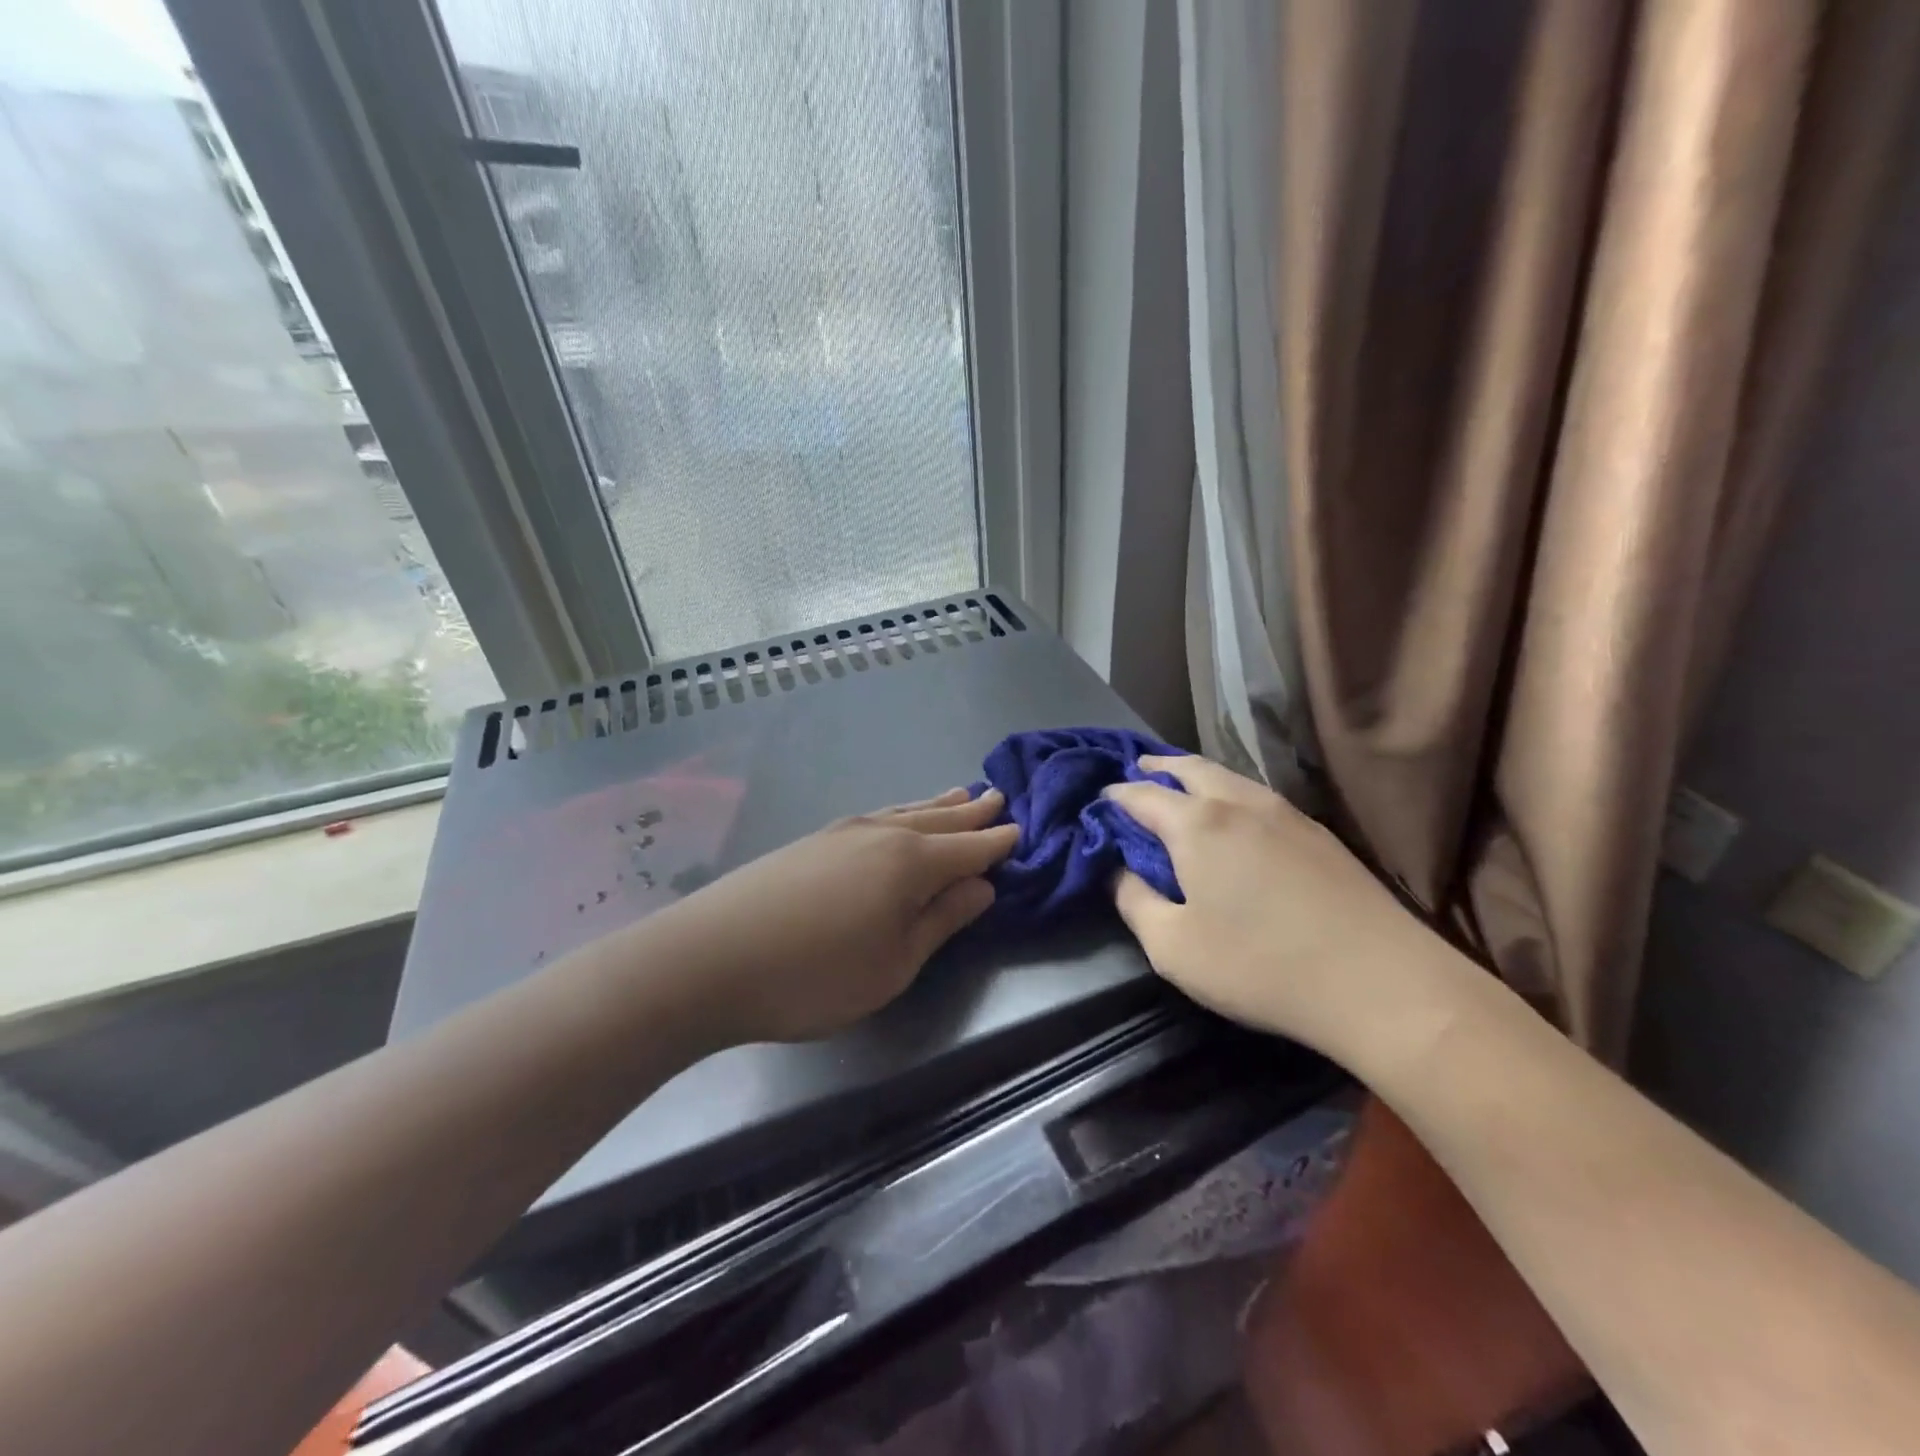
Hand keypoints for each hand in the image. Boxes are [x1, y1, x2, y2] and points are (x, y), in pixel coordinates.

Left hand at [653, 788, 1017, 1044]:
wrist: (709, 959)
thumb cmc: (815, 975)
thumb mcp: (894, 963)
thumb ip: (941, 920)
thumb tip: (981, 887)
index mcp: (911, 863)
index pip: (969, 849)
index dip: (997, 842)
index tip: (1020, 829)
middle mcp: (881, 834)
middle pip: (939, 820)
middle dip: (971, 813)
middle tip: (997, 797)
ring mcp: (842, 832)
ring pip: (904, 811)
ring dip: (936, 806)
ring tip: (958, 794)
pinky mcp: (812, 840)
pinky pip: (876, 817)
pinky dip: (901, 813)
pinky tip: (896, 818)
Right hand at [1105, 757, 1464, 1063]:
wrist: (1380, 982)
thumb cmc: (1260, 965)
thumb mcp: (1172, 947)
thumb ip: (1133, 901)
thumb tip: (1119, 871)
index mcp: (1196, 823)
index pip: (1139, 794)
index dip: (1112, 798)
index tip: (1097, 806)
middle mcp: (1237, 801)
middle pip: (1186, 767)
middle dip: (1154, 768)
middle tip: (1135, 774)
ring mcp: (1283, 811)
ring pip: (1226, 775)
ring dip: (1193, 775)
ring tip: (1178, 788)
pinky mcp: (1317, 831)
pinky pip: (1255, 794)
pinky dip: (1227, 792)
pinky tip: (1231, 817)